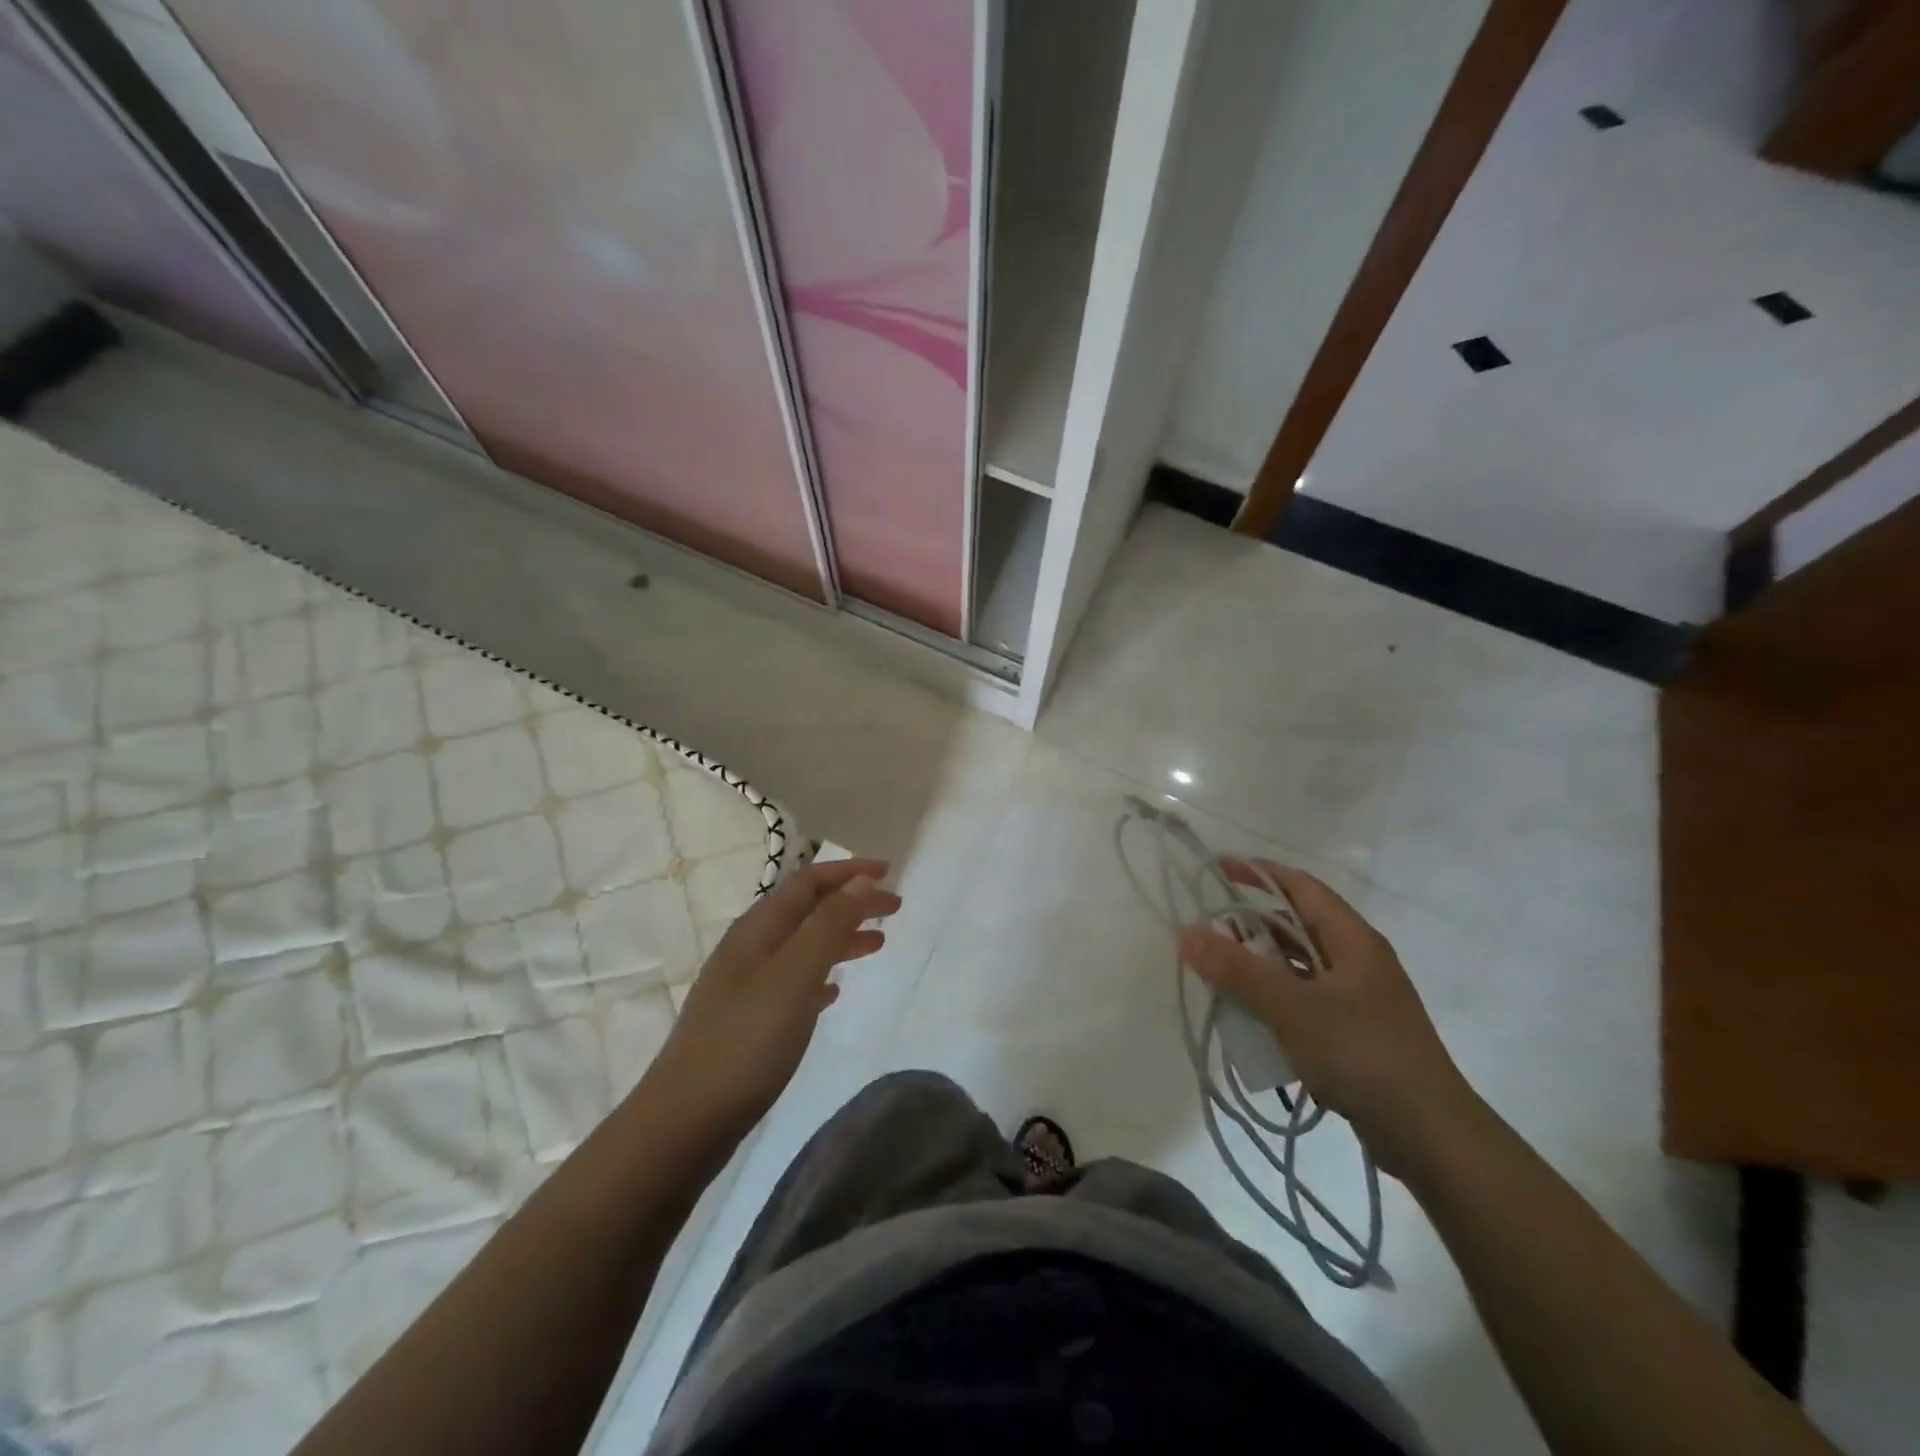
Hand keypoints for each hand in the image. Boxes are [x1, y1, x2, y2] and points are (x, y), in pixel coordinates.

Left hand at [656, 858, 899, 1130]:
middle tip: (894, 911)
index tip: (890, 873)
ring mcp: (746, 985)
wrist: (686, 1120)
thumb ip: (829, 925)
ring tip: (877, 945)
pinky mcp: (748, 1020)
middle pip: (808, 910)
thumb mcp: (795, 975)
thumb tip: (862, 880)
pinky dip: (821, 974)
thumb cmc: (746, 1040)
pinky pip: (794, 981)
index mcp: (759, 929)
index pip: (809, 881)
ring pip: (803, 945)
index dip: (850, 871)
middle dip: (851, 903)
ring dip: (840, 937)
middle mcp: (751, 948)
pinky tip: (834, 992)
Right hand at [1177, 861, 1473, 1174]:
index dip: (1260, 873)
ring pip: (1300, 967)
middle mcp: (1359, 961)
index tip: (1218, 869)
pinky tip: (1252, 1022)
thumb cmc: (1361, 1053)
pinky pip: (1307, 1001)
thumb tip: (1186, 933)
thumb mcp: (1291, 1007)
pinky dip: (1276, 1002)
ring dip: (1262, 968)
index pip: (1302, 887)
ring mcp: (1361, 1000)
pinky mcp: (1357, 1035)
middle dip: (1252, 927)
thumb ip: (1237, 969)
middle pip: (1298, 927)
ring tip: (1221, 978)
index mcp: (1353, 940)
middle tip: (1209, 935)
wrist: (1430, 1136)